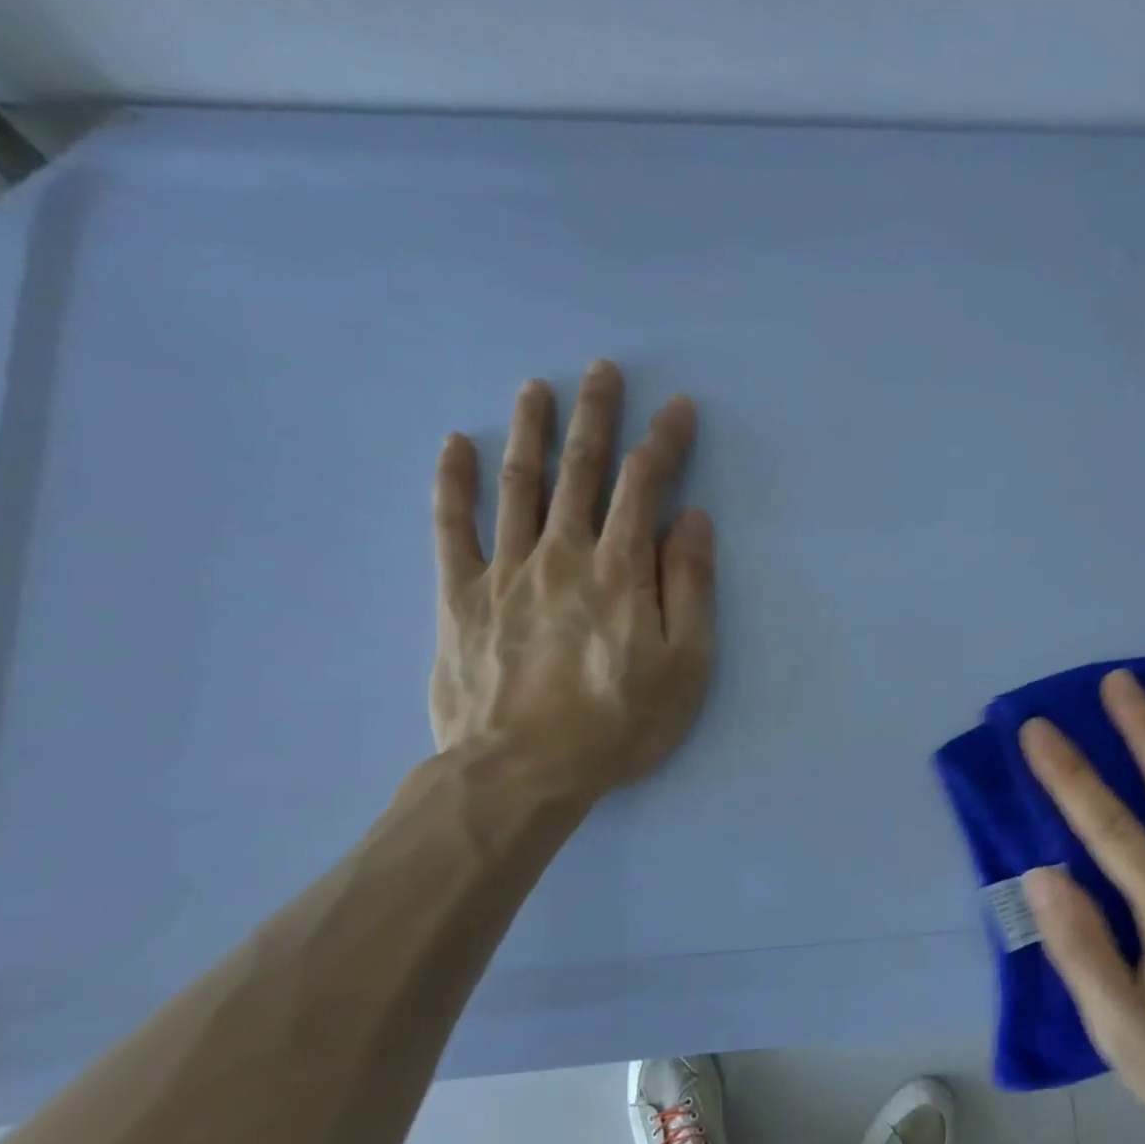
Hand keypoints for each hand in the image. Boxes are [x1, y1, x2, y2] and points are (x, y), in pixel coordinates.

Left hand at [429, 360, 714, 805]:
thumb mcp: (685, 665)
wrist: (521, 773)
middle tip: (602, 370)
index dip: (663, 442)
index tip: (677, 407)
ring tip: (535, 388)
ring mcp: (505, 571)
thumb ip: (690, 587)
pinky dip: (452, 484)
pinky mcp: (459, 597)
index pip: (645, 486)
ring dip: (529, 431)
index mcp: (621, 570)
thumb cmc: (618, 724)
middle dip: (595, 416)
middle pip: (581, 470)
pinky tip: (454, 446)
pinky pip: (451, 529)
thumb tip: (693, 519)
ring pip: (519, 485)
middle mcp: (562, 554)